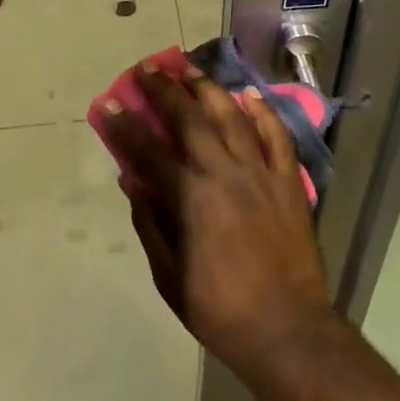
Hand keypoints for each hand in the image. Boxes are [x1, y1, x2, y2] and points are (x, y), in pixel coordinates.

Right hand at [99, 64, 337, 386]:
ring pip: (232, 116)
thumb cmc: (221, 310)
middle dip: (165, 90)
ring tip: (190, 69)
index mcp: (191, 198)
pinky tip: (249, 95)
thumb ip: (150, 222)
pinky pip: (277, 136)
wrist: (288, 332)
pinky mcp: (288, 181)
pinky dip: (263, 112)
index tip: (110, 102)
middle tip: (148, 68)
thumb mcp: (170, 276)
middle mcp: (224, 173)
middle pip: (190, 119)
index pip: (150, 150)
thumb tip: (131, 178)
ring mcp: (260, 173)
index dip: (127, 125)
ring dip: (208, 88)